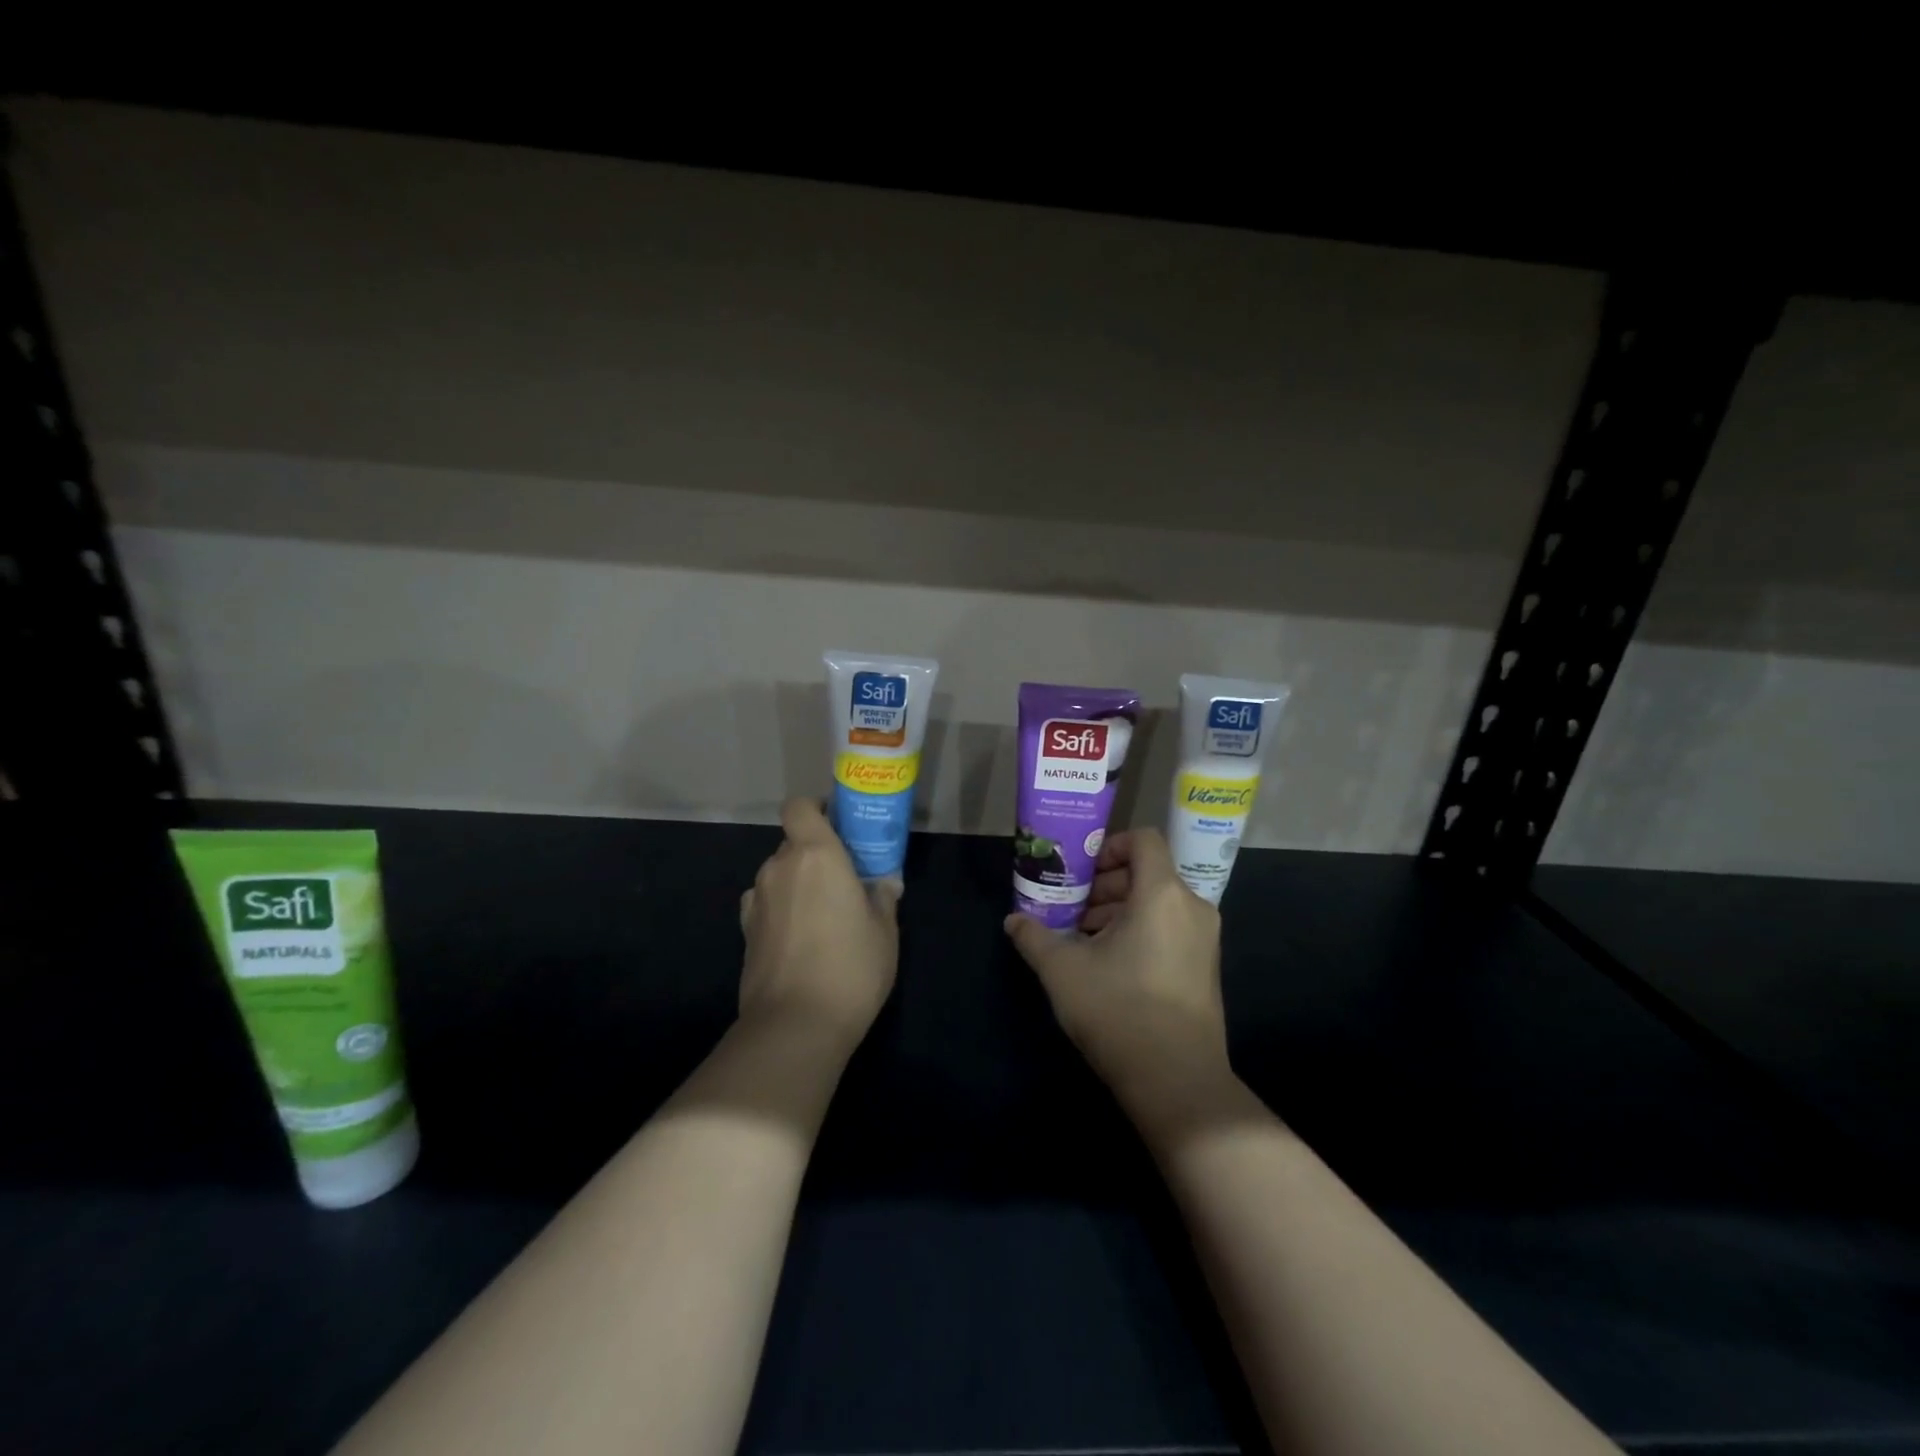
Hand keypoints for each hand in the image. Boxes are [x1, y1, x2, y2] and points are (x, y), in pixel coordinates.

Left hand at [739, 799, 899, 1047]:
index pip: (800, 807)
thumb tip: (884, 883)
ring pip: (779, 873)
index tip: (839, 826)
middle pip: (794, 842)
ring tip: (824, 914)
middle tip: (845, 879)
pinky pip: (767, 902)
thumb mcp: (884, 931)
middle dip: (816, 853)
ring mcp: (757, 899)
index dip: (816, 809)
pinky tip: (800, 935)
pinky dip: (781, 907)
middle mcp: (780, 866)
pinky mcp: (745, 930)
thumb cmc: (850, 967)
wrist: (794, 1025)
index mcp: (816, 854)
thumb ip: (883, 898)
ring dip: (798, 882)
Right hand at [1004, 829, 1230, 1108]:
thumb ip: (1034, 937)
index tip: (1079, 871)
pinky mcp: (1204, 967)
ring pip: (1157, 903)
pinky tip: (1107, 964)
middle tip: (1070, 909)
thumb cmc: (1119, 1010)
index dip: (1109, 846)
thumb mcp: (1063, 970)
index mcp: (1162, 894)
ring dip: (1118, 911)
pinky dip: (1138, 931)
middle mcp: (1191, 907)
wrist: (1177, 1082)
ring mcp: (1204, 939)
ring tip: (1082, 939)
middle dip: (1105, 885)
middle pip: (1147, 872)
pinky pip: (1169, 928)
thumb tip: (1013, 920)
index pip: (1143, 840)